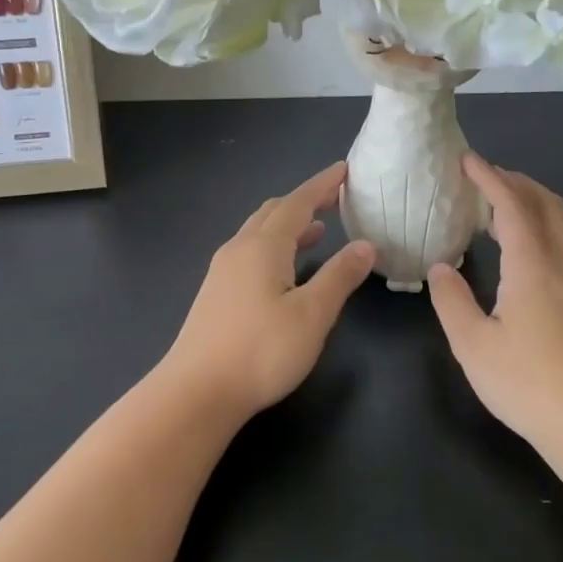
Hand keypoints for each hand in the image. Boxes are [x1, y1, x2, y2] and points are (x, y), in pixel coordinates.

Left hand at [164, 163, 374, 419]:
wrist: (197, 392)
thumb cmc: (261, 350)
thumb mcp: (312, 314)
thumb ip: (340, 276)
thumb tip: (365, 245)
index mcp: (264, 246)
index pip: (298, 202)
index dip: (323, 185)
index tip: (345, 170)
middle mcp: (240, 248)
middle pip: (274, 211)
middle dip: (305, 200)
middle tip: (335, 198)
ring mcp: (223, 270)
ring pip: (259, 232)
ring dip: (289, 224)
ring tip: (318, 229)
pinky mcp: (216, 292)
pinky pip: (250, 251)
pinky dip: (274, 245)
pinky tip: (285, 268)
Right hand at [428, 154, 562, 449]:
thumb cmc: (528, 383)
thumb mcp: (473, 344)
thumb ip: (451, 300)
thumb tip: (441, 268)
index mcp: (532, 265)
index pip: (511, 204)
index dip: (489, 176)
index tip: (466, 159)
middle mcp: (560, 263)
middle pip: (545, 202)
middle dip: (514, 180)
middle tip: (480, 179)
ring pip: (557, 223)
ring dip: (527, 203)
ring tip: (492, 211)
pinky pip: (559, 244)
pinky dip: (536, 227)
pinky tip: (515, 253)